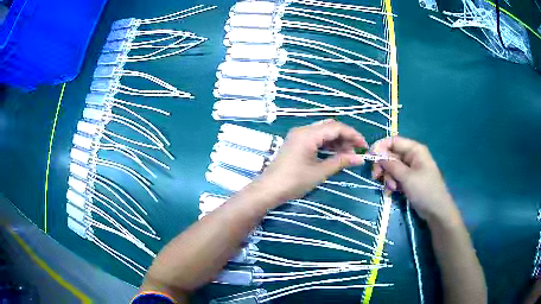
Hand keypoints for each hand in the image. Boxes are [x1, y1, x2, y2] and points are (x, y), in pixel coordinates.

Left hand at [257, 119, 367, 205]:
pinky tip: (336, 154)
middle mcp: (303, 130)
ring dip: (337, 141)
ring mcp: (298, 136)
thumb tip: (360, 158)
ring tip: (348, 155)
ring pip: (323, 133)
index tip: (364, 146)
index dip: (353, 135)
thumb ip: (341, 162)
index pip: (336, 127)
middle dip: (345, 137)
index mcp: (308, 134)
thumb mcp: (320, 172)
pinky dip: (327, 145)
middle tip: (357, 151)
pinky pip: (316, 139)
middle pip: (330, 127)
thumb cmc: (294, 181)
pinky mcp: (296, 143)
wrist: (269, 190)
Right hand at [371, 137, 457, 222]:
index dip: (380, 147)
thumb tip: (376, 153)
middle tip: (376, 177)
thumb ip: (391, 164)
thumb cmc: (425, 190)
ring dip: (387, 178)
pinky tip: (391, 192)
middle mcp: (411, 156)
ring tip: (391, 189)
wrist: (436, 211)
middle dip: (383, 167)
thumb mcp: (407, 177)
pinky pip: (395, 177)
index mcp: (414, 150)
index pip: (393, 141)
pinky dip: (391, 184)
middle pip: (390, 155)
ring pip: (391, 168)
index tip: (369, 158)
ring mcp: (410, 169)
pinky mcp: (408, 180)